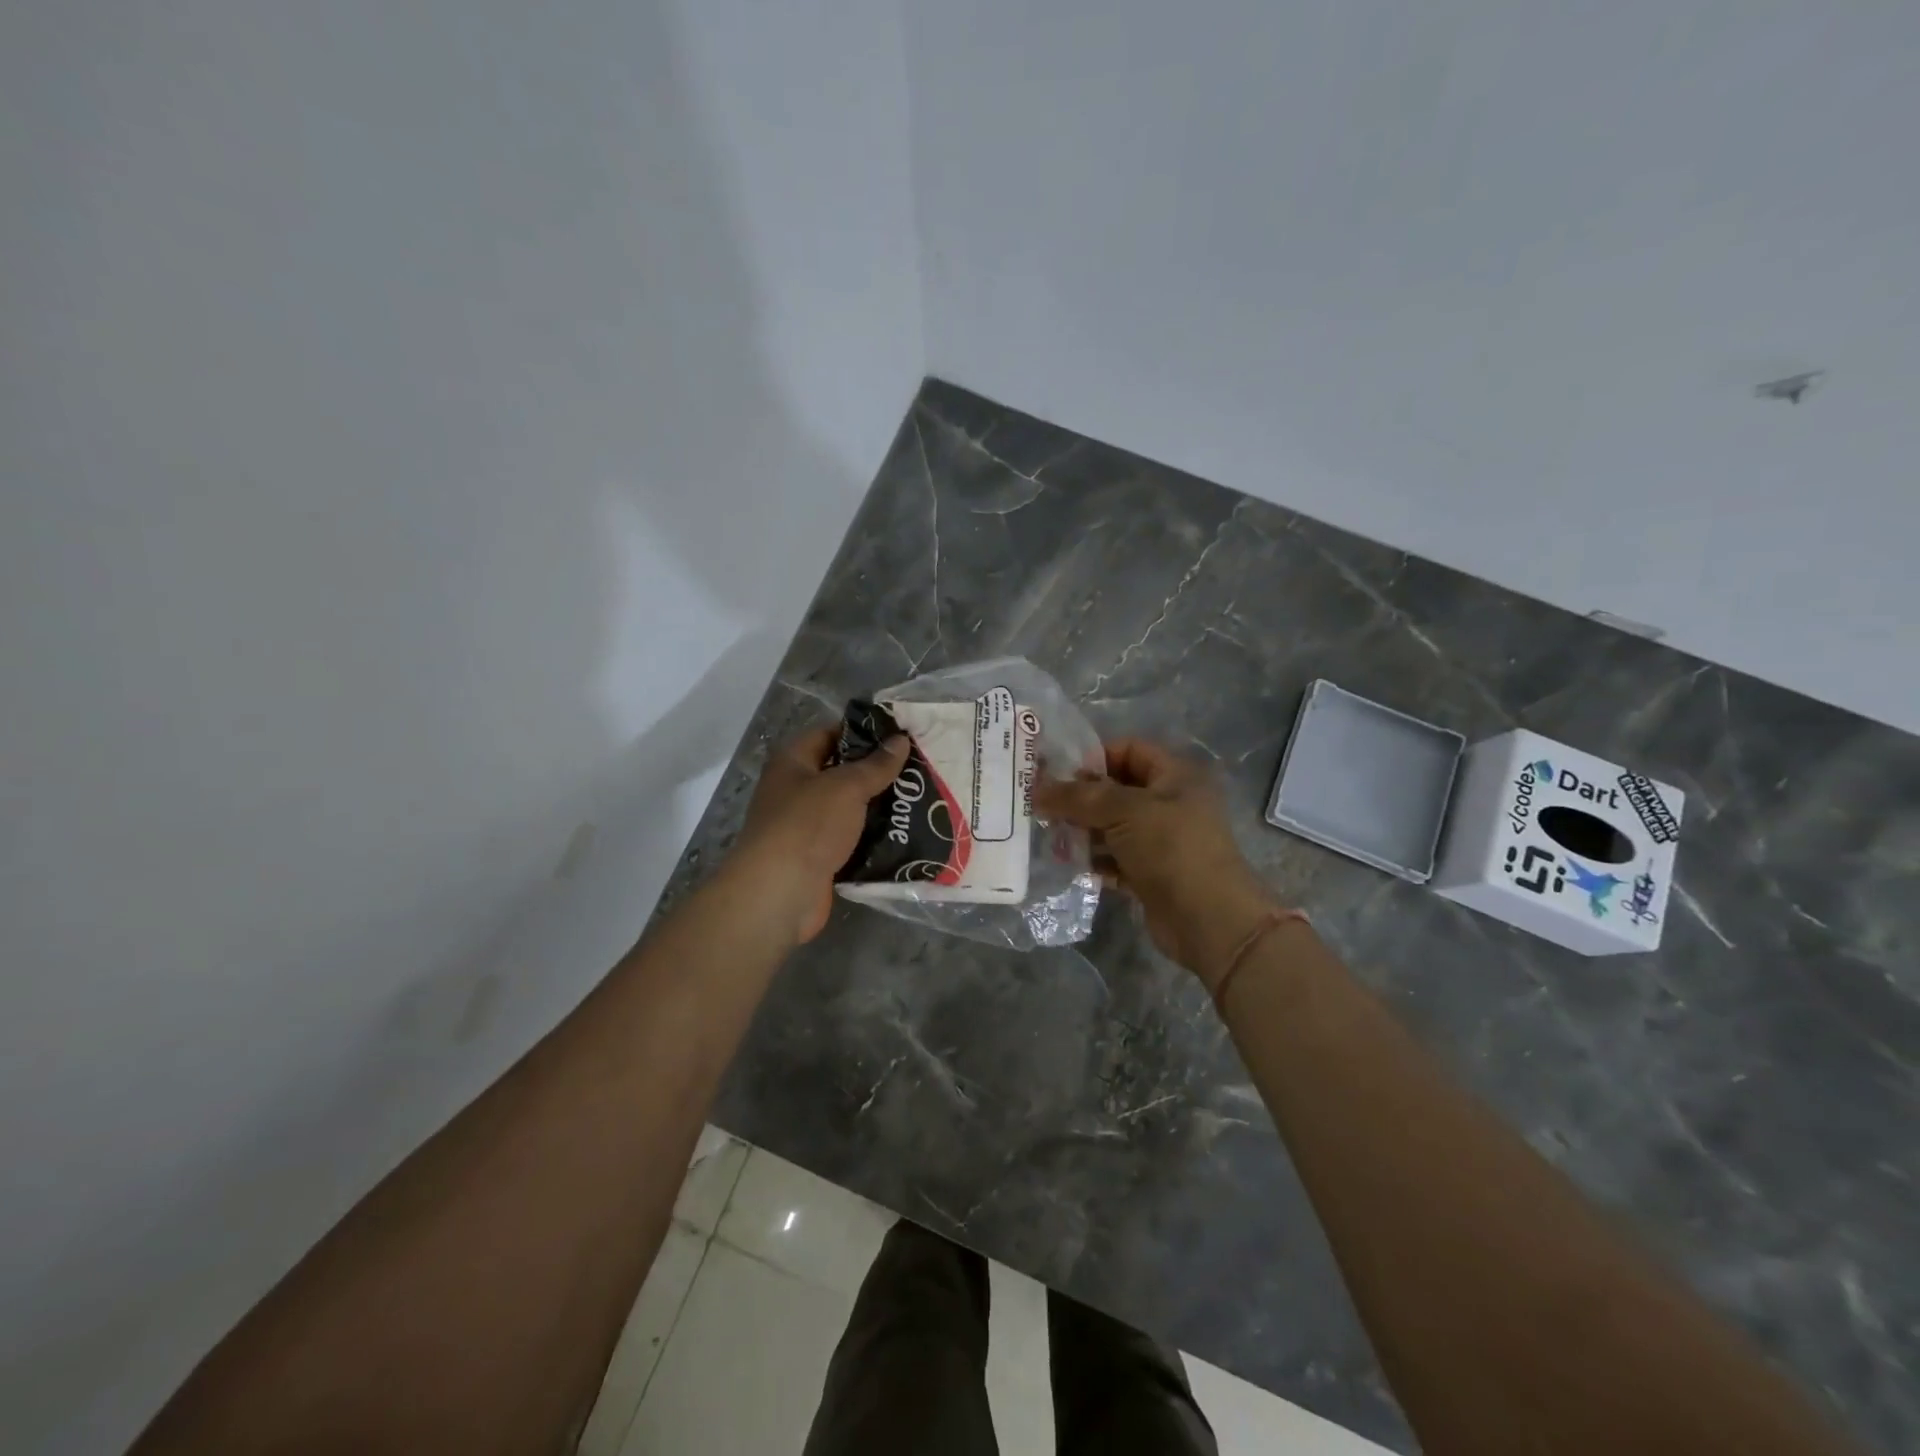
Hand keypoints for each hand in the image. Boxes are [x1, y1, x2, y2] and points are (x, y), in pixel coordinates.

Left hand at [731, 726, 908, 943]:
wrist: (780, 892)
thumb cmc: (807, 826)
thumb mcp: (846, 787)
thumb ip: (876, 764)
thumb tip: (900, 739)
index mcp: (793, 761)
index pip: (830, 734)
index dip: (863, 732)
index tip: (900, 735)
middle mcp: (796, 790)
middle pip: (841, 772)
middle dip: (877, 772)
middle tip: (919, 768)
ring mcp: (806, 826)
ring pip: (849, 808)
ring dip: (879, 806)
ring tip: (920, 799)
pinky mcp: (819, 856)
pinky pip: (851, 839)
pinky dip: (873, 837)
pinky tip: (906, 833)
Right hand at [1035, 739, 1281, 989]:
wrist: (1209, 920)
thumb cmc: (1171, 849)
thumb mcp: (1123, 811)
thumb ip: (1078, 797)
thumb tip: (1036, 789)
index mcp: (1174, 776)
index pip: (1128, 750)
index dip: (1093, 756)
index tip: (1055, 771)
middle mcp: (1168, 803)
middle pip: (1115, 790)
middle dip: (1079, 797)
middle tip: (1040, 805)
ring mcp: (1159, 841)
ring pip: (1111, 826)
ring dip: (1081, 830)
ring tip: (1047, 835)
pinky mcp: (1149, 874)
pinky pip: (1113, 859)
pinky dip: (1092, 860)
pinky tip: (1064, 863)